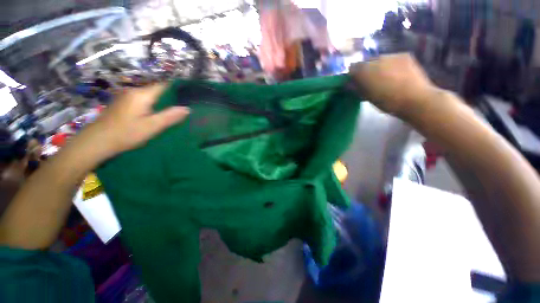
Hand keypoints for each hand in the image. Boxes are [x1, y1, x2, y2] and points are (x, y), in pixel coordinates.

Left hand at [73, 84, 188, 165]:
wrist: (96, 142)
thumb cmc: (126, 133)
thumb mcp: (152, 126)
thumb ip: (170, 116)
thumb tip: (187, 108)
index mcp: (142, 94)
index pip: (164, 86)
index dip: (178, 90)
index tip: (189, 98)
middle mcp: (133, 91)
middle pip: (157, 90)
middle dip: (171, 98)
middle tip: (184, 108)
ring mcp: (126, 97)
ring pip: (150, 96)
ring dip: (162, 102)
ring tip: (173, 112)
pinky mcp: (123, 104)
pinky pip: (143, 100)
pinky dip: (152, 105)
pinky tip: (156, 115)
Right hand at [349, 53, 436, 117]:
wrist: (415, 99)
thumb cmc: (387, 101)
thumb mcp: (366, 97)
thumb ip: (356, 88)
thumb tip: (349, 84)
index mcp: (364, 71)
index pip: (352, 68)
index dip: (353, 75)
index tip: (356, 83)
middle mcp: (376, 59)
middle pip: (366, 62)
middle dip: (366, 70)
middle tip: (371, 81)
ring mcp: (391, 55)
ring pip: (379, 60)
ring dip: (379, 67)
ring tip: (386, 78)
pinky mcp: (404, 55)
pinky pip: (392, 58)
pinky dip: (391, 65)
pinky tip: (397, 74)